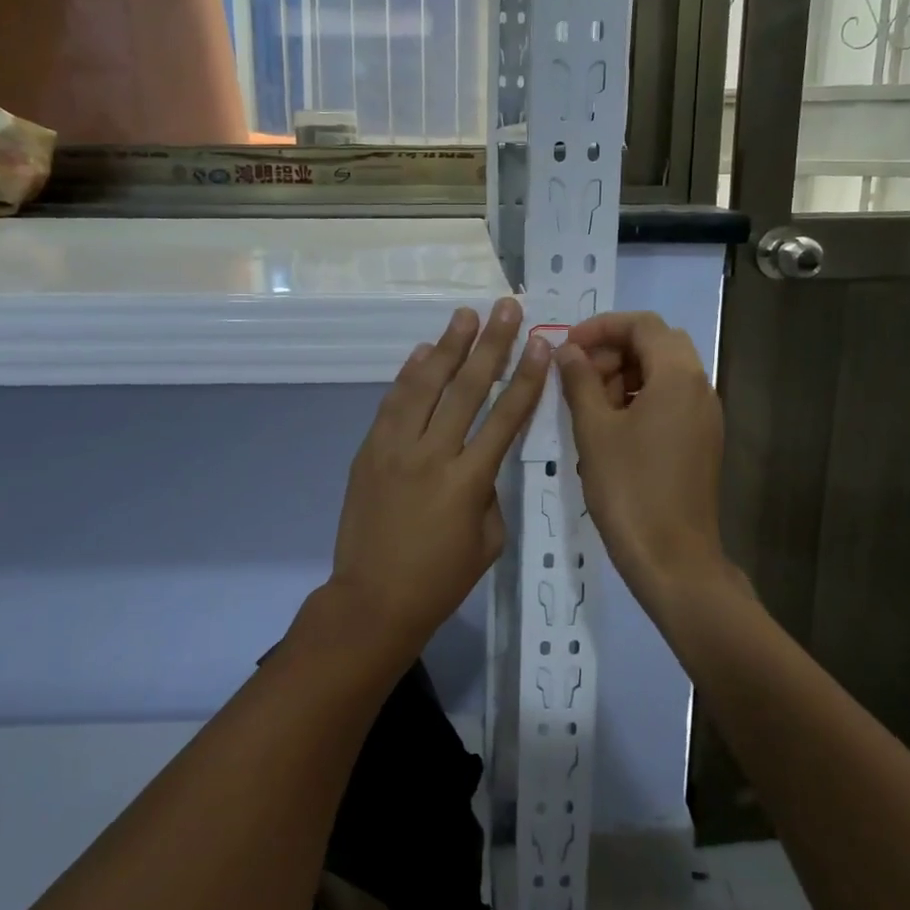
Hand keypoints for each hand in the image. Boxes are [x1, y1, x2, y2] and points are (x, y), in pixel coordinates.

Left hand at [327, 298, 551, 662]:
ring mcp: (395, 449)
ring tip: (464, 316)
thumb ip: (489, 490)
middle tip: (505, 308)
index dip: (526, 377)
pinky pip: (392, 403)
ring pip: (425, 386)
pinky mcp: (369, 451)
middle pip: (467, 388)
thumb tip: (478, 457)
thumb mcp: (487, 539)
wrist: (372, 600)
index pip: (506, 417)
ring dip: (447, 347)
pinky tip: (423, 352)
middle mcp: (433, 454)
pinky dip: (408, 375)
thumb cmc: (440, 579)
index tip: (540, 343)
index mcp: (469, 481)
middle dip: (491, 344)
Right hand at [556, 312, 739, 617]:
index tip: (567, 346)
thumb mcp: (594, 430)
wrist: (673, 559)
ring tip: (588, 407)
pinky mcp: (701, 440)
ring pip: (663, 373)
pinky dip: (639, 399)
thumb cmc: (629, 488)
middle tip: (577, 377)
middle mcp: (700, 387)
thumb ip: (579, 381)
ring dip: (625, 375)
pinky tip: (609, 429)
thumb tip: (566, 350)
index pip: (643, 324)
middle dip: (613, 351)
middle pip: (656, 345)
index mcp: (678, 376)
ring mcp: (705, 416)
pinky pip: (670, 401)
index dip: (601, 327)